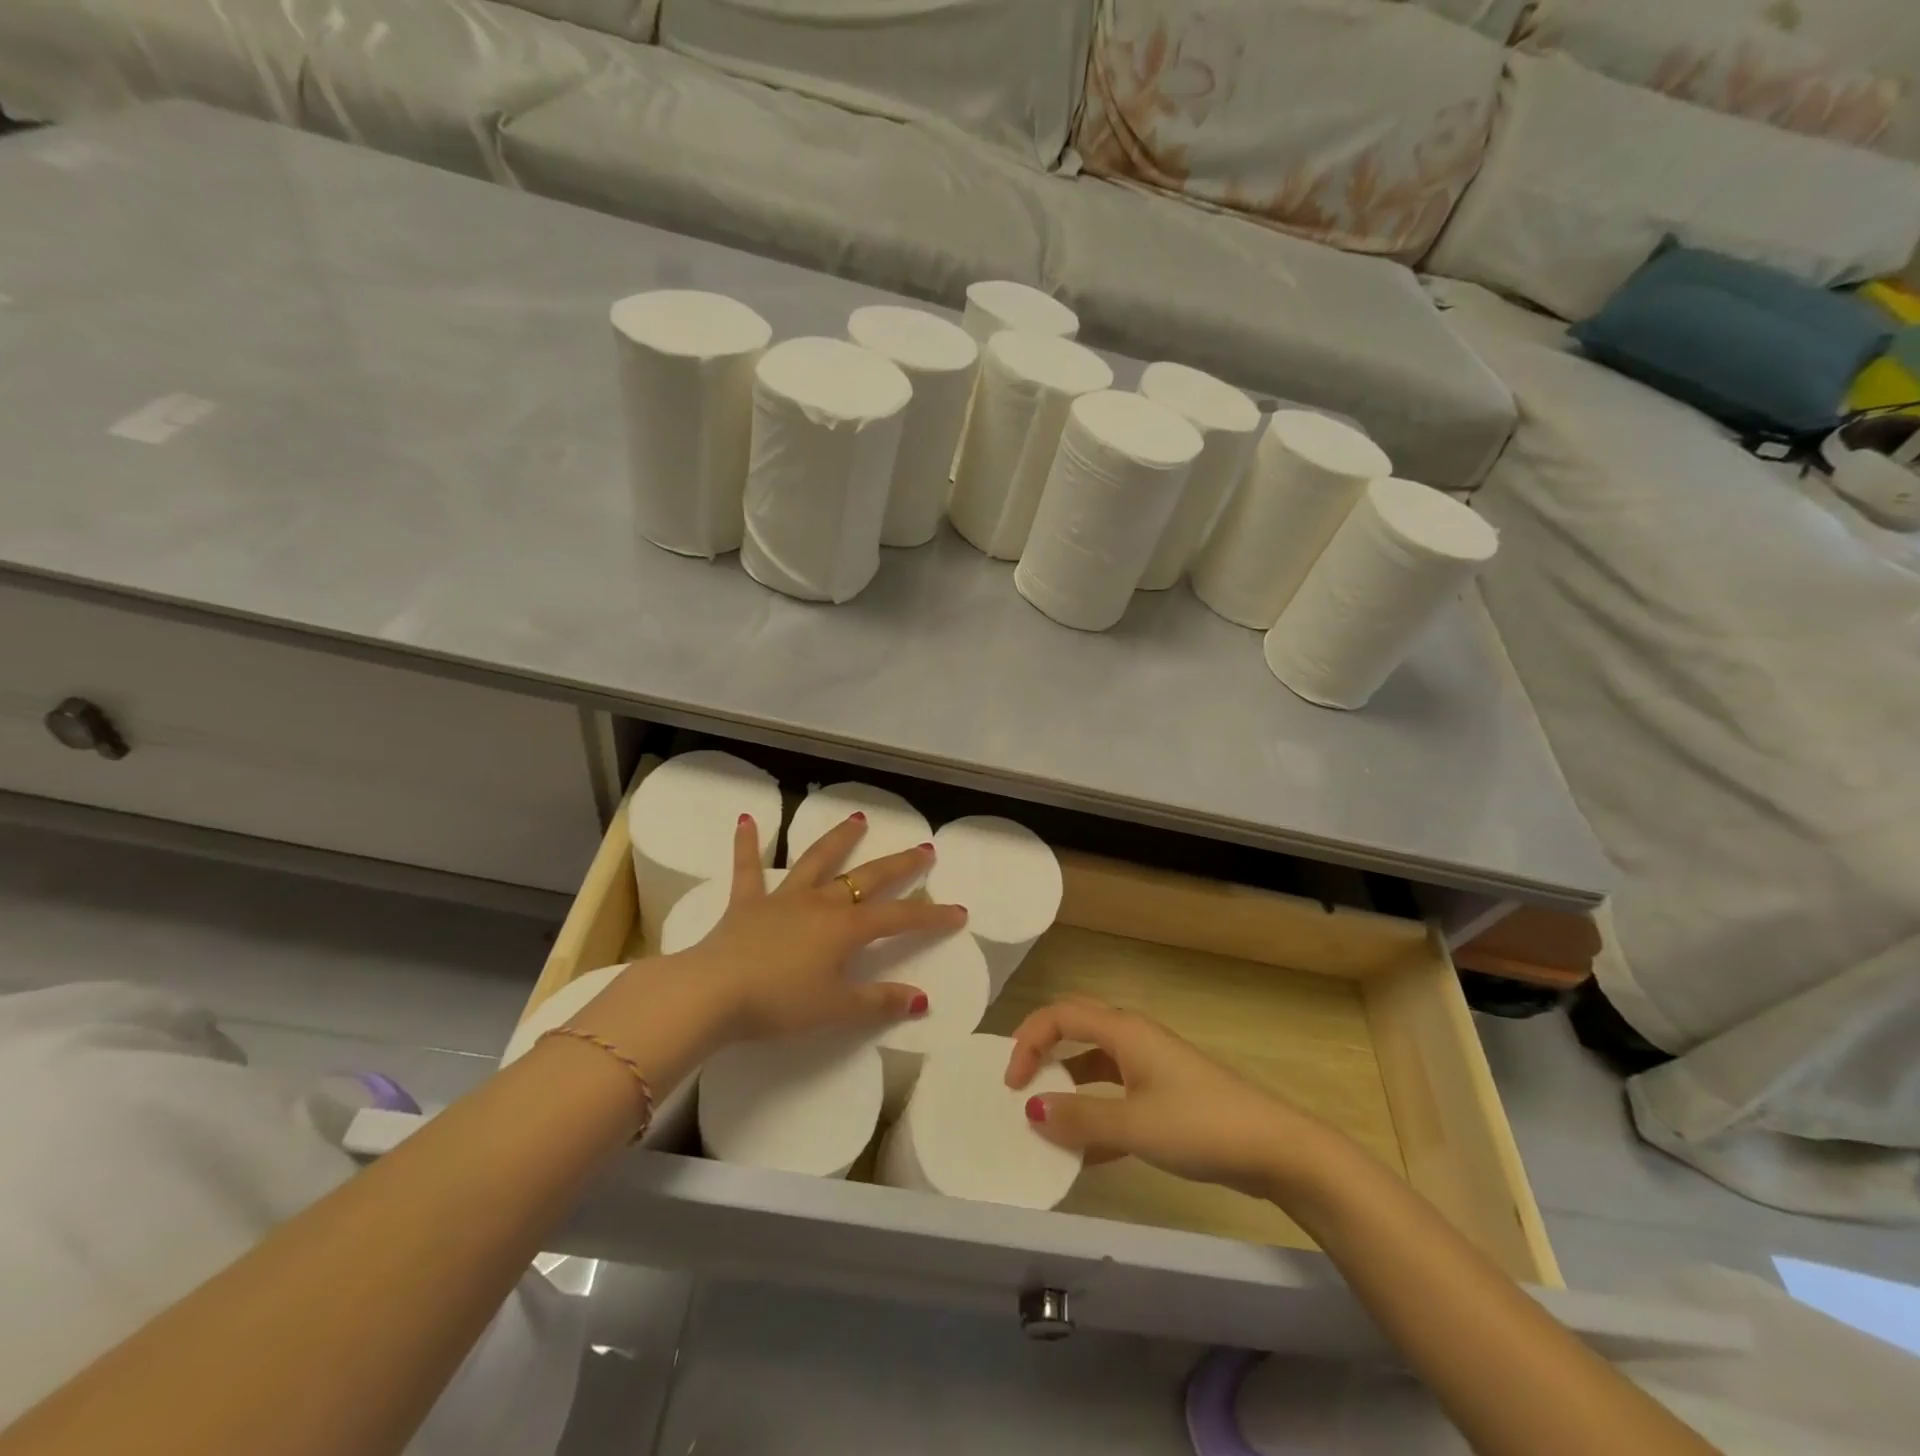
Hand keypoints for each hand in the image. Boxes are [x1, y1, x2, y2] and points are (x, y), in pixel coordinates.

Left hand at [678, 811, 968, 1042]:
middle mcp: (820, 903)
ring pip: (817, 861)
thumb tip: (921, 999)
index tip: (959, 912)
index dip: (931, 916)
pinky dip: (748, 843)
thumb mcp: (835, 1009)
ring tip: (858, 818)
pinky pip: (747, 868)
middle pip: (867, 878)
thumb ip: (878, 1002)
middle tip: (924, 850)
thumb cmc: (779, 1003)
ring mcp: (783, 898)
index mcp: (845, 929)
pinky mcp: (747, 903)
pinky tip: (748, 819)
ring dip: (839, 839)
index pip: (899, 919)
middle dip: (899, 866)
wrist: (713, 993)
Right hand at [1004, 997, 1328, 1198]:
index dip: (1028, 1040)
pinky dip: (1095, 1113)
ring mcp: (1151, 1066)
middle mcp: (1134, 1038)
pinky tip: (1085, 1152)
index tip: (1012, 1084)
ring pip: (1095, 1064)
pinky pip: (1116, 1093)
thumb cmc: (1199, 1125)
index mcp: (1123, 1031)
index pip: (1060, 1015)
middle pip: (1075, 1027)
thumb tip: (1031, 1110)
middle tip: (1020, 1084)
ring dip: (1068, 1085)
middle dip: (1043, 1049)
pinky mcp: (1165, 1094)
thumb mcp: (1133, 1125)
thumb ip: (1079, 1119)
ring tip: (1045, 1121)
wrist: (1274, 1149)